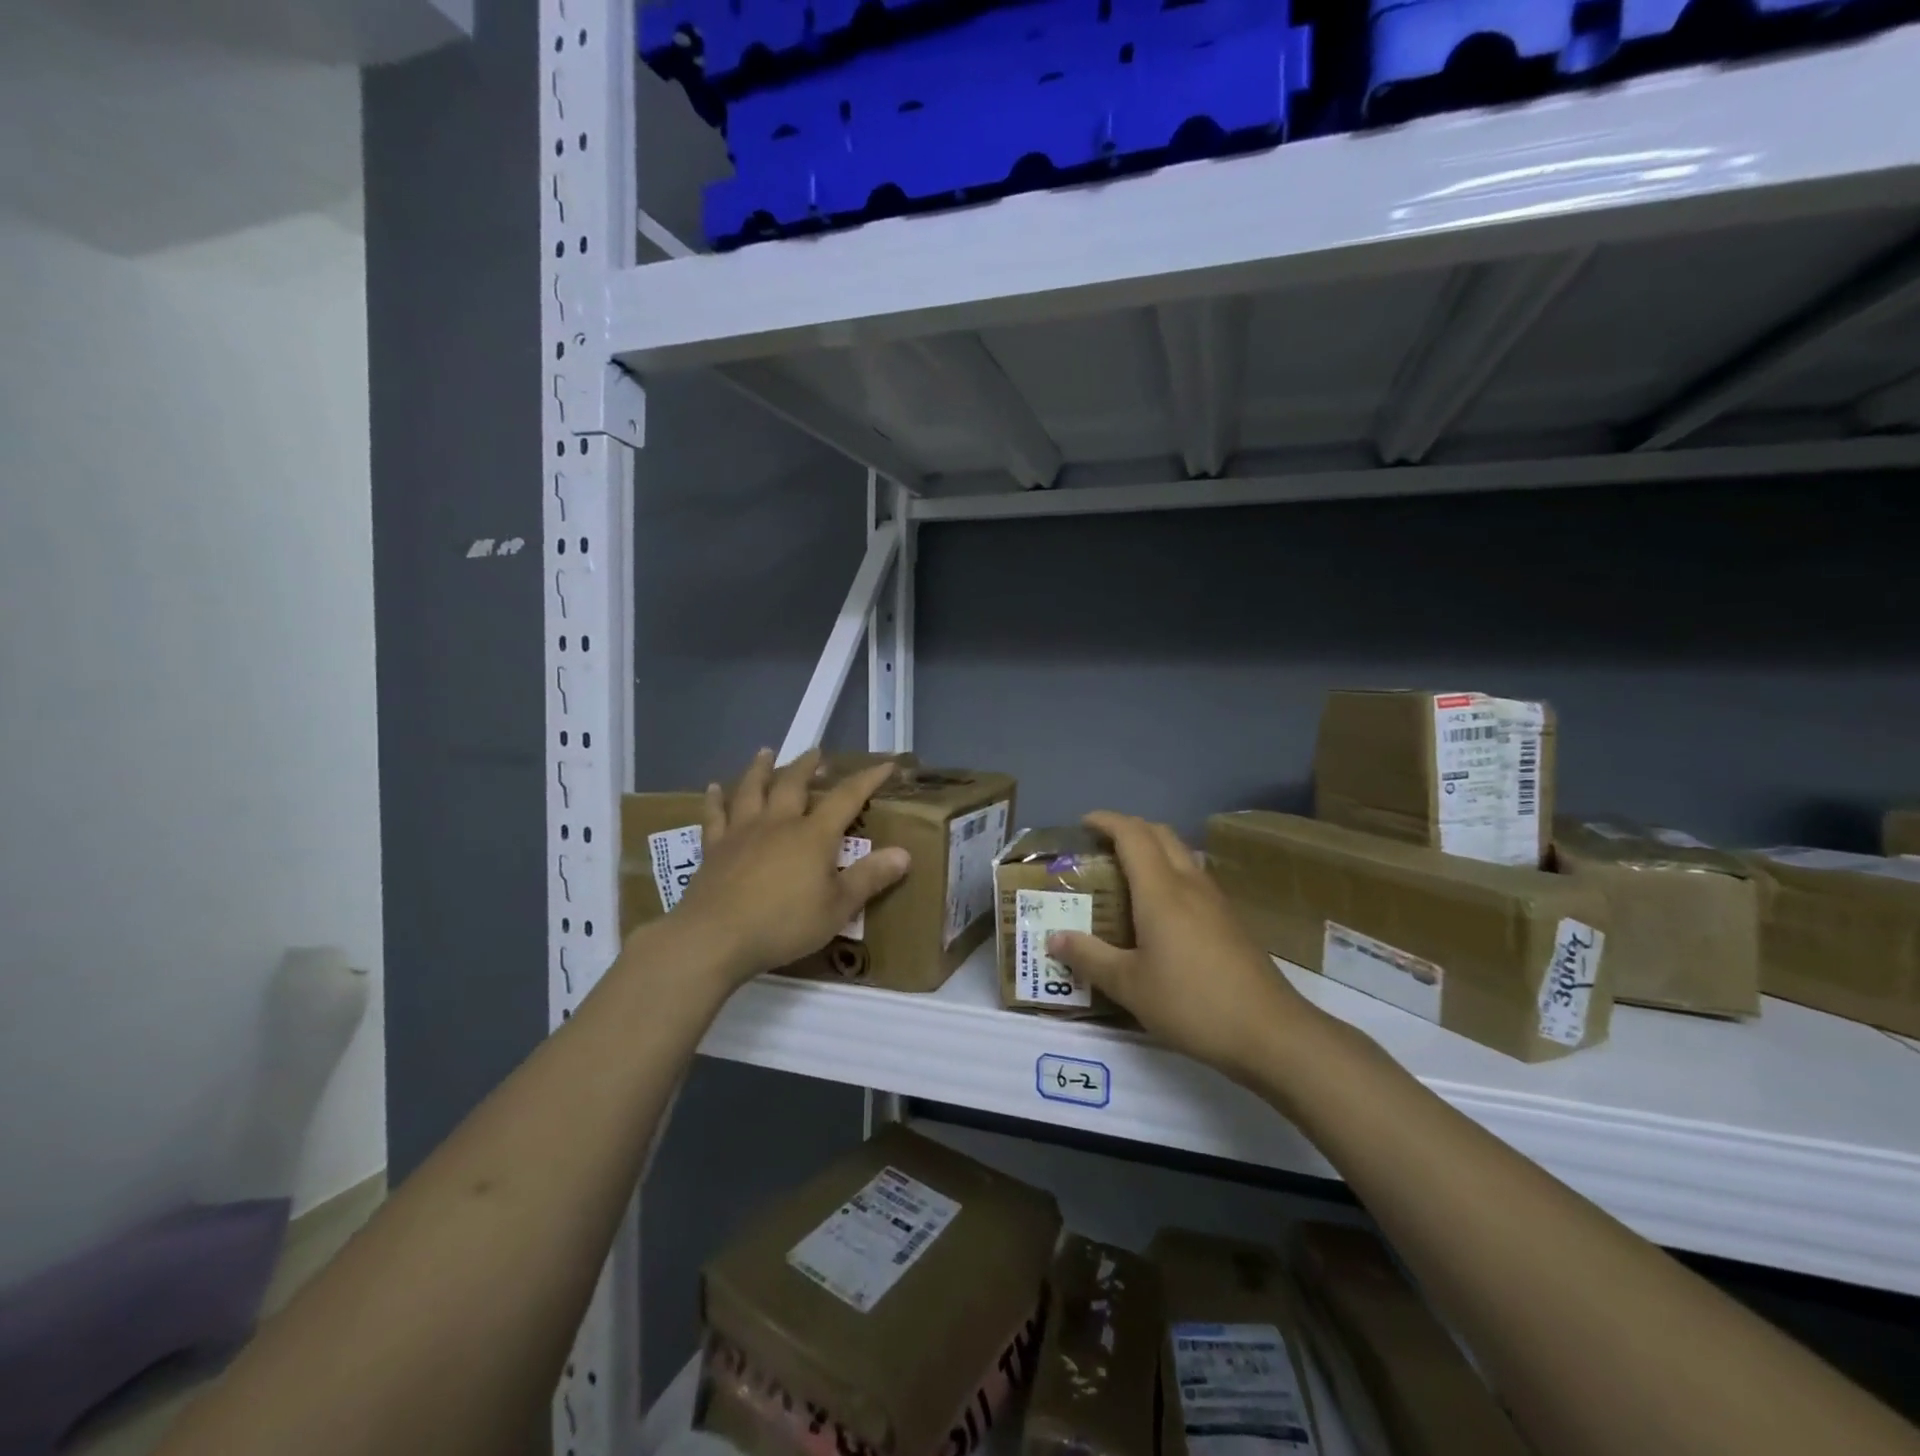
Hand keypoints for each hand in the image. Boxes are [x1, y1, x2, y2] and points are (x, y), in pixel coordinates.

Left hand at [670, 748, 909, 987]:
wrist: (715, 937)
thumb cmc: (784, 924)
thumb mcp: (838, 907)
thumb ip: (870, 878)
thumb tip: (904, 853)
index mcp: (813, 835)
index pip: (846, 798)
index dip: (867, 779)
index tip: (884, 764)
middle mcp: (778, 823)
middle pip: (793, 784)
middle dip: (807, 766)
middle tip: (815, 752)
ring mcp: (742, 833)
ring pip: (752, 790)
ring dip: (760, 769)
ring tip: (765, 753)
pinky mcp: (714, 848)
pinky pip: (715, 816)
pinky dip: (715, 799)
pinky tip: (713, 788)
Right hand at [1047, 812, 1312, 1079]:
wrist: (1269, 1031)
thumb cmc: (1191, 1002)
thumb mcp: (1129, 985)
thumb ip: (1089, 957)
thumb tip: (1054, 938)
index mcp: (1161, 890)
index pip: (1132, 835)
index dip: (1107, 821)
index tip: (1083, 823)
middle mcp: (1189, 884)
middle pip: (1160, 834)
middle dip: (1129, 829)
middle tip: (1101, 846)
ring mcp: (1215, 900)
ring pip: (1181, 854)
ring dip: (1153, 850)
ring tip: (1127, 874)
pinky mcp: (1231, 920)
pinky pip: (1194, 877)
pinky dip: (1170, 874)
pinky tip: (1161, 910)